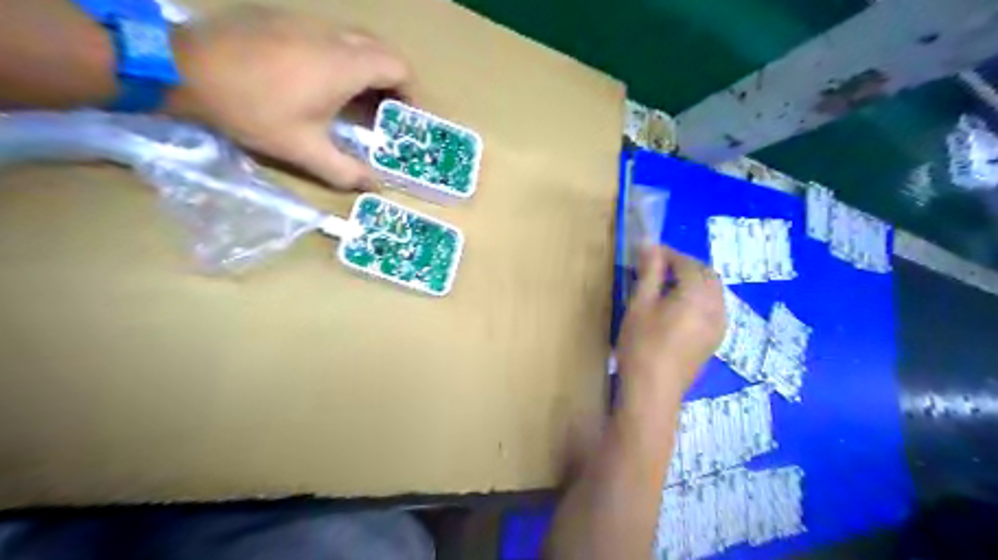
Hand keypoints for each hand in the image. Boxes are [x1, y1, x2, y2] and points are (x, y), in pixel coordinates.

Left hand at [166, 3, 409, 189]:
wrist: (183, 67)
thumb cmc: (253, 109)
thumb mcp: (303, 149)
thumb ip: (345, 170)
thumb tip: (374, 186)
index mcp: (345, 65)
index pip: (398, 67)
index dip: (410, 92)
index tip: (406, 117)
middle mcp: (333, 37)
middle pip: (380, 51)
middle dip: (391, 81)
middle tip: (385, 111)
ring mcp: (307, 23)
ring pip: (354, 42)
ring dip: (366, 70)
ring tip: (356, 102)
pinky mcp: (284, 20)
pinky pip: (329, 37)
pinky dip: (341, 60)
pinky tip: (321, 84)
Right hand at [617, 245, 725, 393]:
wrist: (653, 391)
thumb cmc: (641, 344)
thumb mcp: (640, 304)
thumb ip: (649, 272)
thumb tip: (650, 244)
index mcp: (698, 295)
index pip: (687, 263)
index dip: (668, 254)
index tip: (647, 254)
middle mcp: (716, 306)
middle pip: (706, 274)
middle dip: (684, 265)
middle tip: (656, 268)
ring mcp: (720, 325)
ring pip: (713, 290)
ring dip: (693, 281)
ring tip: (665, 287)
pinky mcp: (716, 339)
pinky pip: (714, 307)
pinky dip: (699, 298)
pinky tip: (678, 308)